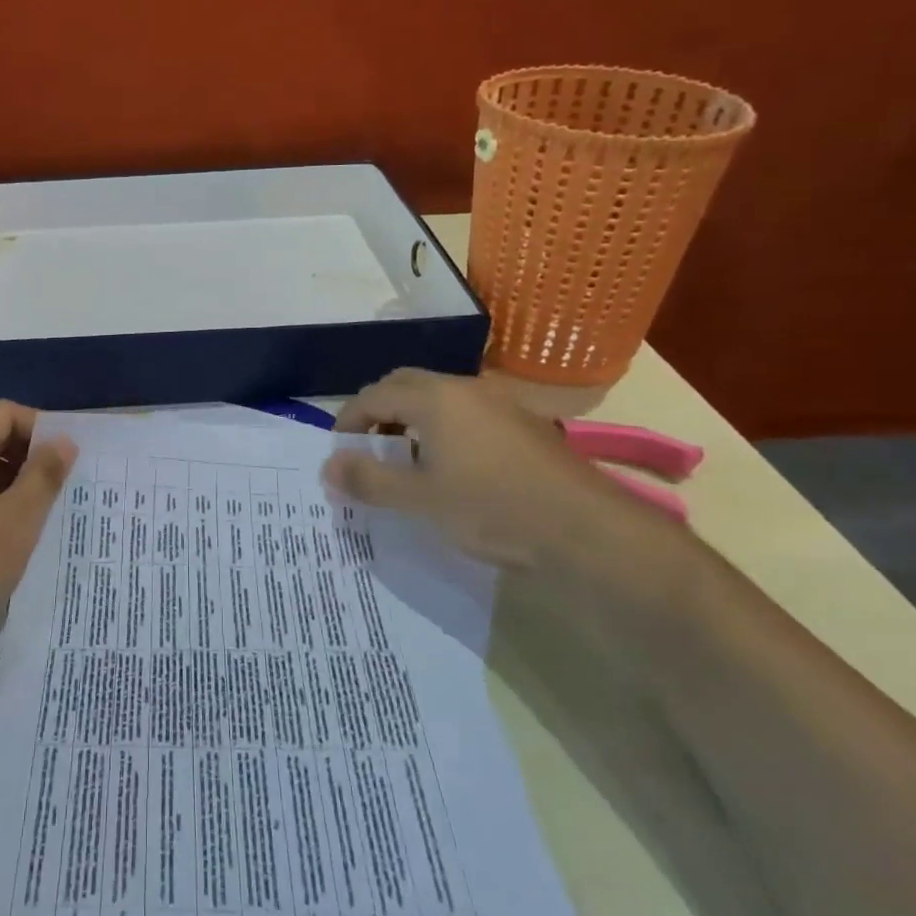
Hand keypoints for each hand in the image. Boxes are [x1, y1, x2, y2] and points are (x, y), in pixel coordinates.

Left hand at [0, 401, 76, 645]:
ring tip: (54, 508)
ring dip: (19, 485)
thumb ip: (44, 474)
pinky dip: (0, 507)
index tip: (72, 457)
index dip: (41, 428)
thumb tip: (65, 440)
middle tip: (70, 482)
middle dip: (32, 456)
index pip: (3, 414)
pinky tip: (26, 532)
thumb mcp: (16, 520)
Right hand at [323, 368, 624, 572]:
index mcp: (434, 398)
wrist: (587, 530)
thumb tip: (328, 467)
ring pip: (439, 397)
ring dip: (411, 419)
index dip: (348, 420)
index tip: (338, 452)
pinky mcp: (523, 424)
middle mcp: (465, 388)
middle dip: (378, 411)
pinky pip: (466, 413)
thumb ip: (369, 480)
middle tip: (367, 448)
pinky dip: (442, 428)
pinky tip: (451, 467)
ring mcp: (499, 403)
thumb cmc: (493, 509)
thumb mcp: (421, 500)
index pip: (373, 395)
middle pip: (405, 385)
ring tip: (405, 460)